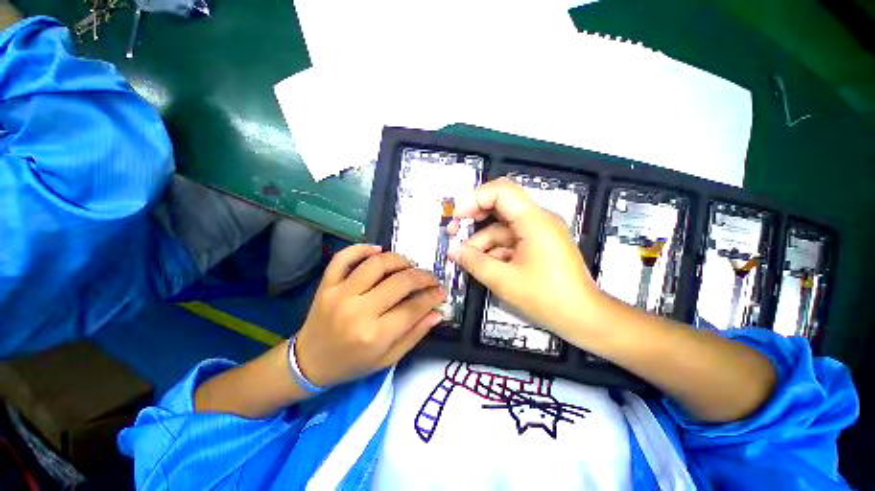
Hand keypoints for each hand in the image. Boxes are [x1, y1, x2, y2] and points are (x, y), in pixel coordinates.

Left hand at [295, 244, 445, 387]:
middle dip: (423, 276)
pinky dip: (361, 248)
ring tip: (410, 265)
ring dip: (399, 259)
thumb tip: (437, 312)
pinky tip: (378, 250)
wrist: (309, 362)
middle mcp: (358, 311)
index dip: (433, 296)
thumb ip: (415, 335)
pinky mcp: (326, 284)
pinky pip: (344, 257)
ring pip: (376, 264)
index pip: (414, 308)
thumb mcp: (388, 359)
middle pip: (400, 282)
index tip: (442, 291)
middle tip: (432, 277)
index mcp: (374, 335)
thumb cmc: (352, 364)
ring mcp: (340, 294)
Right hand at [448, 178, 602, 337]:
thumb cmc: (547, 298)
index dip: (475, 199)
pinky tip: (483, 264)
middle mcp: (538, 220)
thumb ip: (474, 262)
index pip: (502, 191)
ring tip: (465, 258)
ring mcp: (539, 232)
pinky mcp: (539, 244)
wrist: (584, 318)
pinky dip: (495, 250)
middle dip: (475, 218)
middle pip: (501, 206)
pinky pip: (511, 240)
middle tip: (455, 232)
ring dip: (483, 241)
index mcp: (534, 221)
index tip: (457, 216)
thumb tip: (453, 251)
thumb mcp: (504, 280)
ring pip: (503, 228)